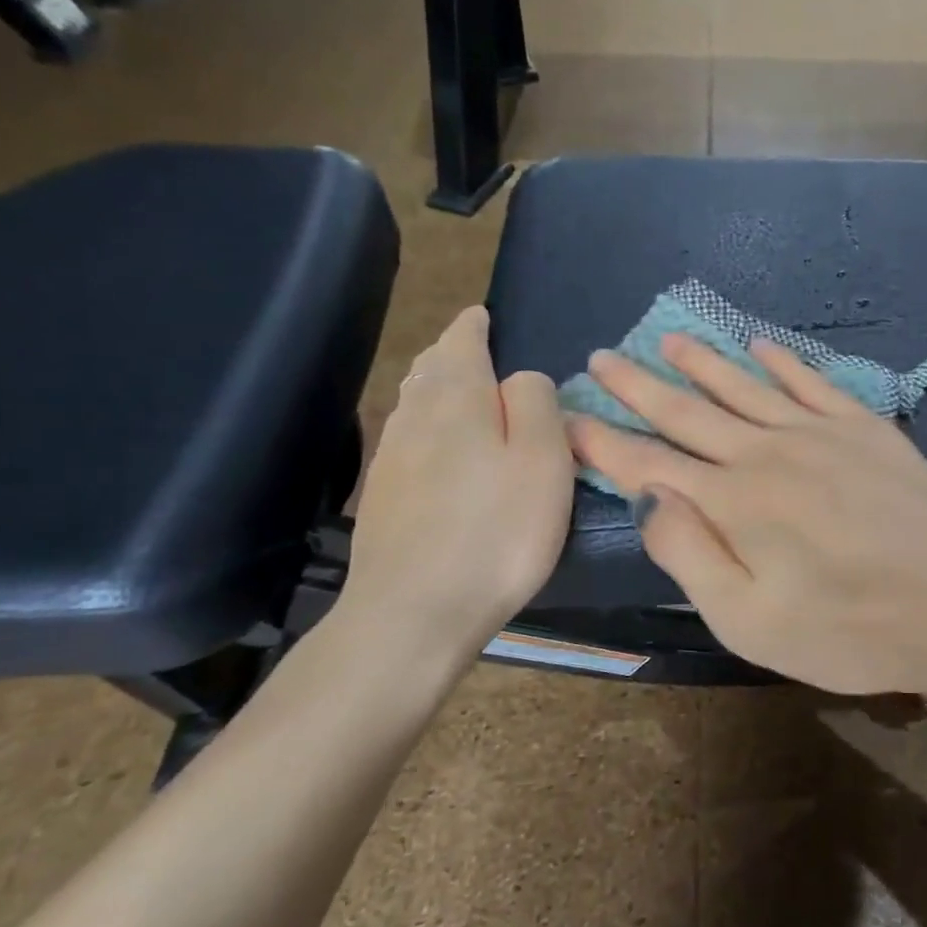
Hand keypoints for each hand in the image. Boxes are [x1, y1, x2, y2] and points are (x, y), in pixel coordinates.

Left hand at [341, 307, 573, 668]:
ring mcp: (391, 460)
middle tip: (469, 346)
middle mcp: (415, 419)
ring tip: (451, 387)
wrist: (415, 611)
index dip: (473, 327)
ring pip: (412, 405)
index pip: (461, 344)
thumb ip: (537, 404)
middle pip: (429, 371)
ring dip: (432, 387)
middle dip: (449, 353)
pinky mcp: (383, 500)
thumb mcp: (543, 459)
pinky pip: (405, 441)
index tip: (481, 315)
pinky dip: (423, 426)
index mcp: (457, 400)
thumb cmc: (497, 531)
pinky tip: (432, 446)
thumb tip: (521, 379)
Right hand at [567, 334, 926, 700]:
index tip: (568, 416)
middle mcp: (765, 453)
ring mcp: (818, 432)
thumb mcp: (749, 621)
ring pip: (744, 386)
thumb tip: (646, 498)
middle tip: (603, 357)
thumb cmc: (850, 628)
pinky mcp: (864, 427)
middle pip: (687, 413)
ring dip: (701, 362)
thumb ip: (689, 554)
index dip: (604, 441)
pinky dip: (781, 362)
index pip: (648, 464)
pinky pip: (811, 382)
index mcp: (731, 502)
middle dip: (639, 386)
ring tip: (668, 338)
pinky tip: (761, 347)